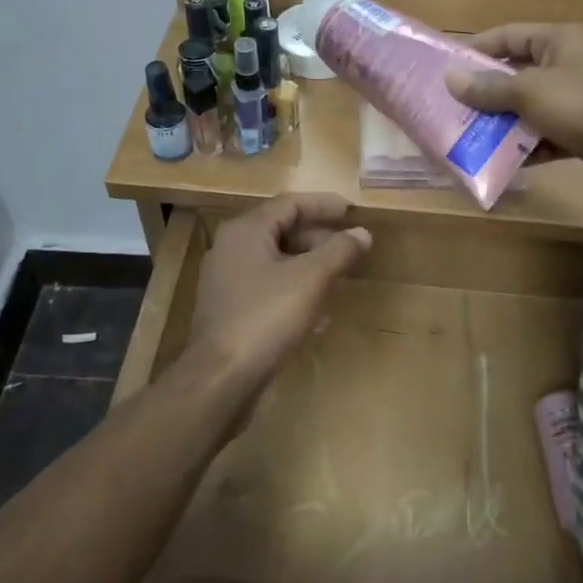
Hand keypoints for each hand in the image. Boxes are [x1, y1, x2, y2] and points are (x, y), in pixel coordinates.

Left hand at [185, 194, 371, 387]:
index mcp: (246, 231)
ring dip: (310, 268)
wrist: (221, 379)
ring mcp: (228, 282)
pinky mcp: (231, 311)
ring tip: (341, 279)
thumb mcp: (310, 279)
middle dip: (320, 239)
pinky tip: (319, 316)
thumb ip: (339, 251)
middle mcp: (232, 249)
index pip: (290, 203)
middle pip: (282, 231)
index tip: (353, 212)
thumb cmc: (266, 317)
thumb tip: (362, 233)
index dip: (324, 205)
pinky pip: (269, 290)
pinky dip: (295, 293)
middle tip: (351, 249)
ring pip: (277, 263)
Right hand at [443, 24, 582, 208]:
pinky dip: (524, 146)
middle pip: (516, 73)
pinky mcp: (580, 133)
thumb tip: (450, 78)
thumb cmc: (582, 106)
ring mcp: (575, 100)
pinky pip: (543, 135)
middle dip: (486, 92)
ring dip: (502, 122)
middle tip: (451, 106)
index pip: (509, 35)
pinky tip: (499, 160)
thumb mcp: (529, 92)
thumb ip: (489, 87)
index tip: (447, 67)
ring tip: (467, 135)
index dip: (477, 49)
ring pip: (528, 107)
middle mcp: (568, 65)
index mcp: (559, 41)